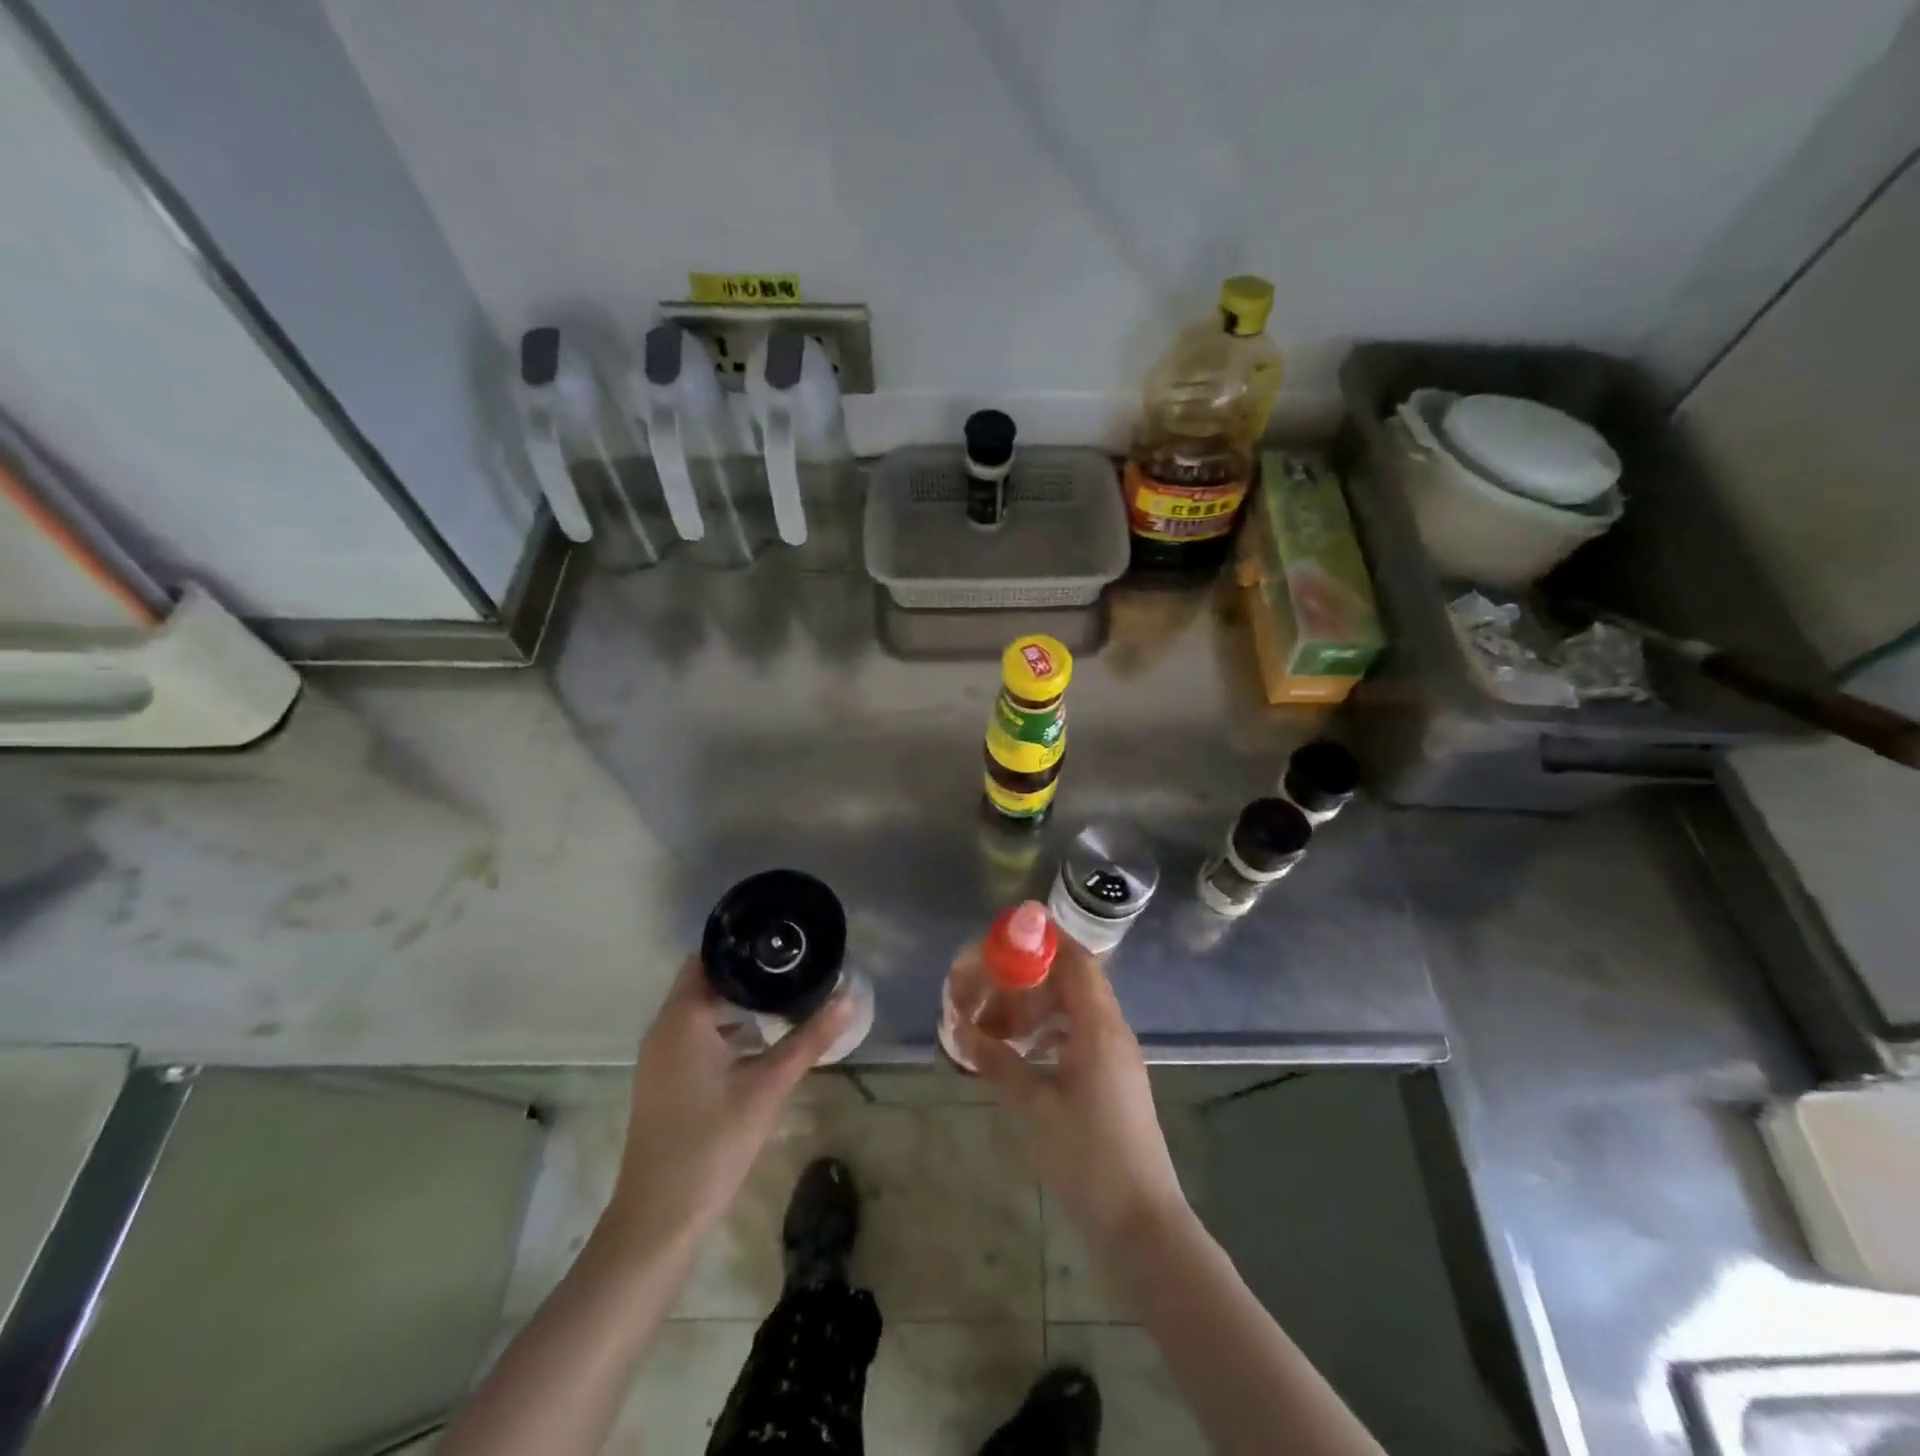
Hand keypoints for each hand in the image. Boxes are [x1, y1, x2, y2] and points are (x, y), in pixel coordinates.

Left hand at [604, 958, 854, 1250]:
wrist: (659, 1220)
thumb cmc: (712, 1144)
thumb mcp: (769, 1087)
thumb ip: (810, 1039)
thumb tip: (849, 996)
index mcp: (683, 1019)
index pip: (710, 957)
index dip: (746, 945)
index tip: (784, 941)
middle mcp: (665, 1028)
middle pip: (708, 981)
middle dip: (750, 974)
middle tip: (796, 967)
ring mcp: (661, 1056)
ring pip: (702, 1010)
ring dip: (739, 1003)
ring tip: (787, 997)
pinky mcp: (666, 1079)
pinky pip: (697, 1035)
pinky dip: (727, 1029)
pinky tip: (762, 1041)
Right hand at [961, 939, 1186, 1253]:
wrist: (1141, 1225)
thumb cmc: (1087, 1159)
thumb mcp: (1034, 1108)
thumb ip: (998, 1063)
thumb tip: (961, 1030)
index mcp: (1099, 1028)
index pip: (1077, 962)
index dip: (1047, 940)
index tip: (1011, 932)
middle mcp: (1113, 1032)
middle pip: (1074, 982)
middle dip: (1032, 976)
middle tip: (992, 981)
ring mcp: (1117, 1057)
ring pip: (1076, 1011)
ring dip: (1040, 1006)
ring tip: (1000, 1018)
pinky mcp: (1114, 1081)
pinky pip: (1080, 1036)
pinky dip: (1051, 1032)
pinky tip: (1023, 1050)